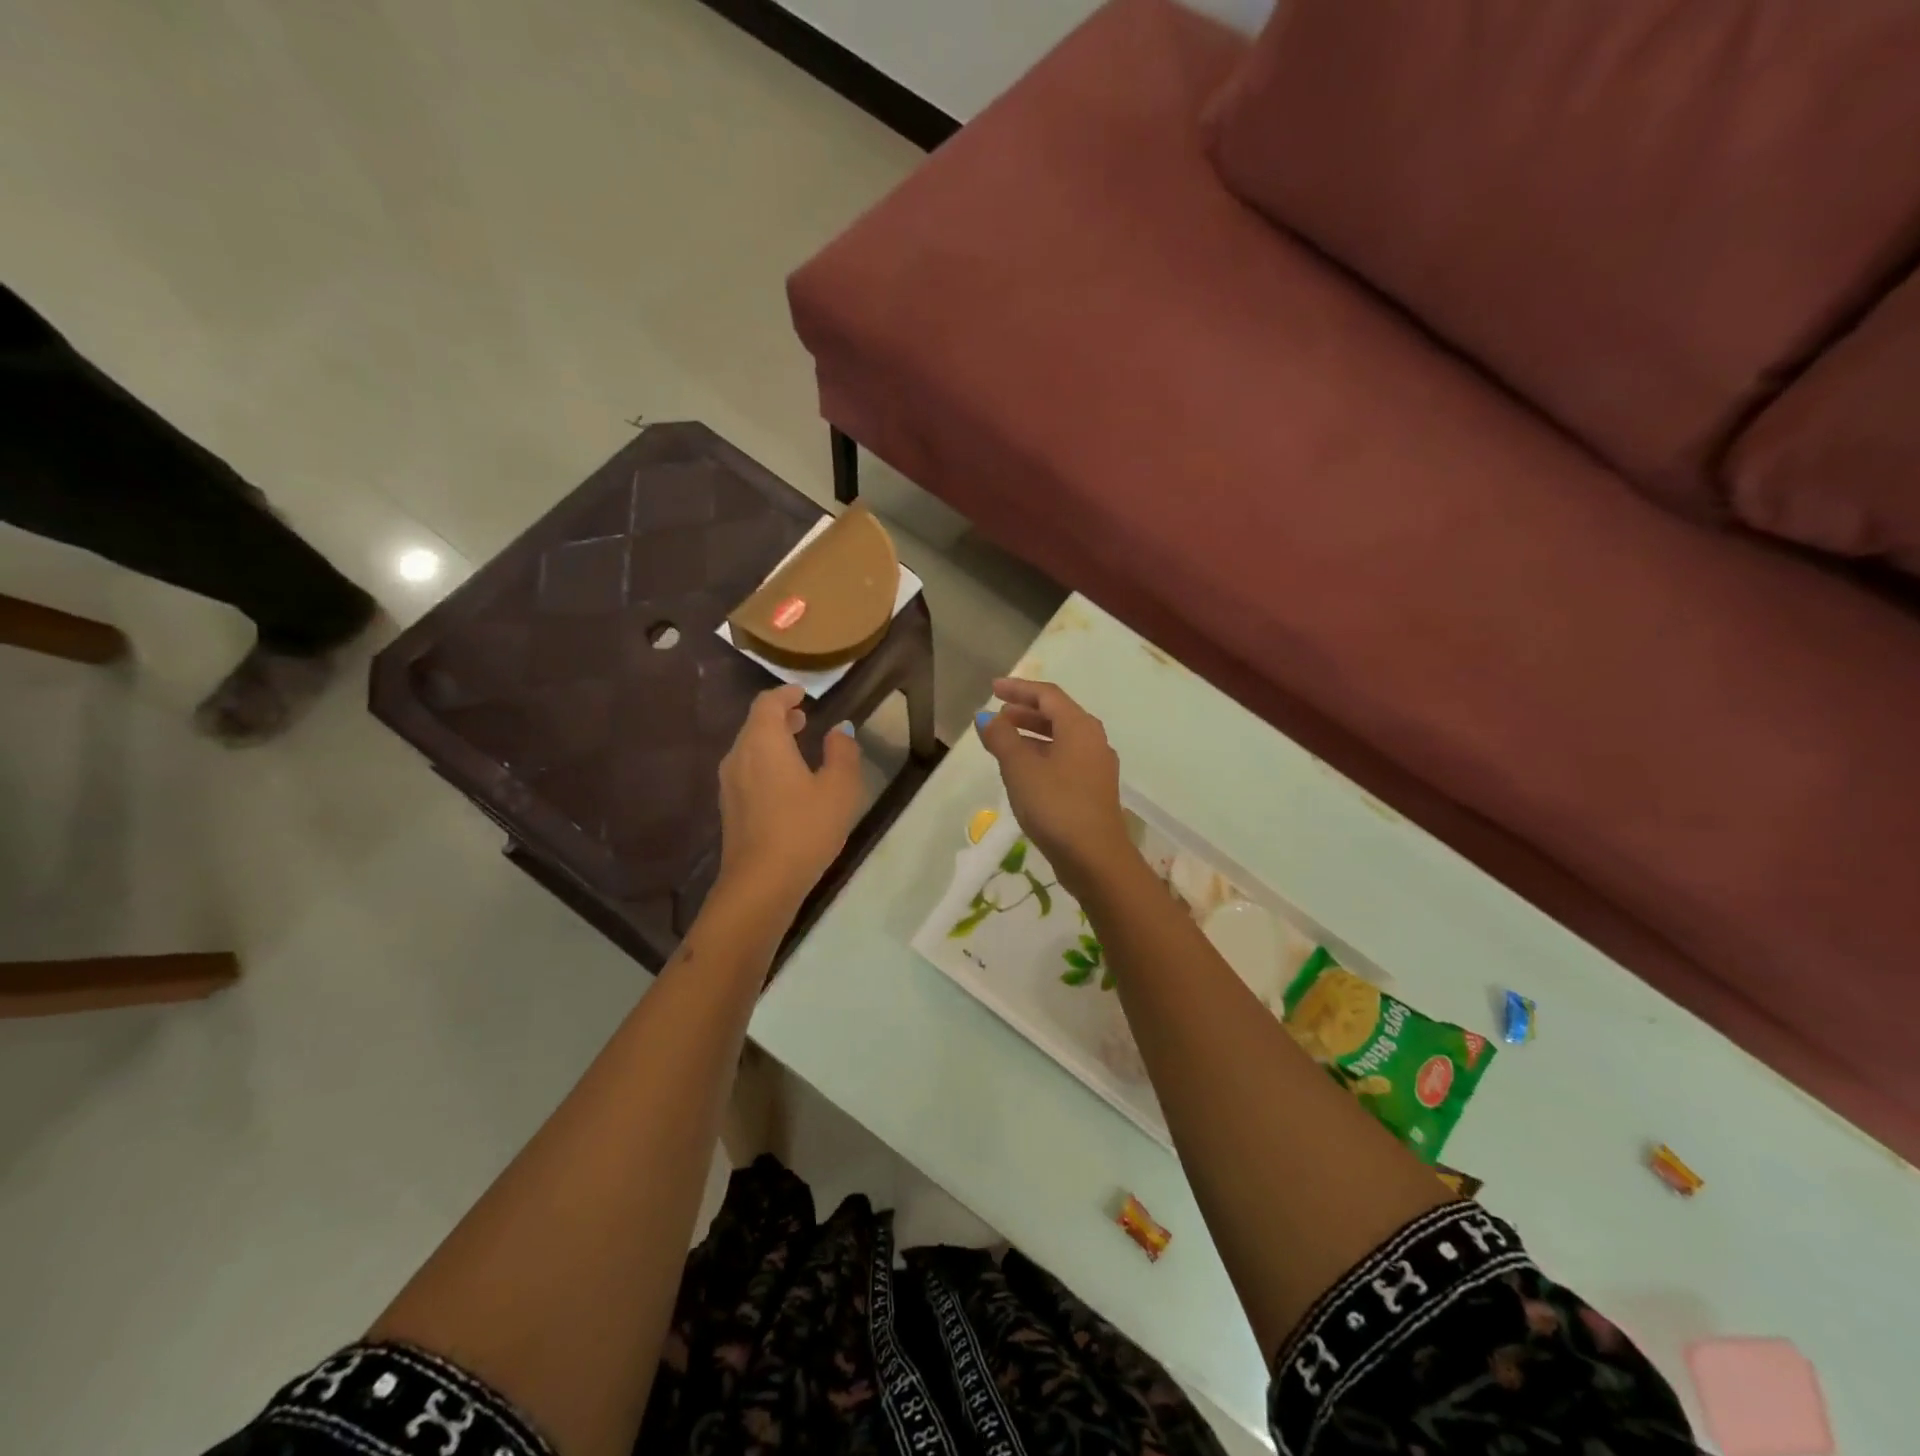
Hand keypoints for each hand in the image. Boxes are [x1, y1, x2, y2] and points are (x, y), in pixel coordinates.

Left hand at [717, 684, 863, 910]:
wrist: (761, 883)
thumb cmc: (804, 828)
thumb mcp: (839, 788)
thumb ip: (842, 752)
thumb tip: (839, 730)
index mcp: (763, 742)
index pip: (767, 704)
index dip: (785, 694)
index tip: (803, 694)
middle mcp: (739, 756)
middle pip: (755, 725)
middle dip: (779, 717)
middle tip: (804, 718)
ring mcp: (730, 784)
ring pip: (749, 749)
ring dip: (772, 741)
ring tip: (797, 745)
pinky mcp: (730, 809)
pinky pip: (747, 771)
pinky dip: (766, 763)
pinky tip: (786, 781)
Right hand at [978, 678, 1132, 896]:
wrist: (1095, 858)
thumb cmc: (1056, 805)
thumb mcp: (1020, 768)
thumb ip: (1001, 738)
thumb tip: (985, 717)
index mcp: (1080, 727)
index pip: (1048, 695)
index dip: (1018, 689)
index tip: (992, 689)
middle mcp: (1093, 740)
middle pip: (1057, 714)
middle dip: (1025, 711)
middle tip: (997, 714)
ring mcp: (1096, 767)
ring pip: (1061, 739)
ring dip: (1033, 734)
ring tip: (1005, 740)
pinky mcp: (1093, 790)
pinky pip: (1065, 759)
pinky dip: (1042, 754)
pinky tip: (1024, 770)